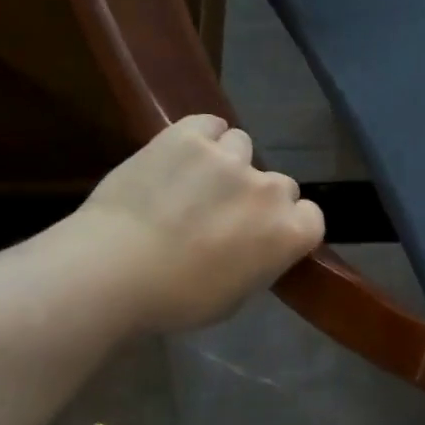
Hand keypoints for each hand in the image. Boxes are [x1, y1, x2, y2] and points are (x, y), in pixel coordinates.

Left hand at [70, 115, 324, 330]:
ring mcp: (230, 158)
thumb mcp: (235, 296)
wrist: (113, 271)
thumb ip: (259, 260)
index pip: (311, 216)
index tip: (262, 235)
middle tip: (222, 213)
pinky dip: (201, 136)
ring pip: (242, 147)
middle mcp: (270, 189)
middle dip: (256, 196)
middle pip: (279, 183)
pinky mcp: (189, 136)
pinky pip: (209, 124)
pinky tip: (183, 153)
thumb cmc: (176, 300)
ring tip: (194, 180)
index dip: (287, 224)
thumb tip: (252, 246)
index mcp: (289, 233)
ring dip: (226, 163)